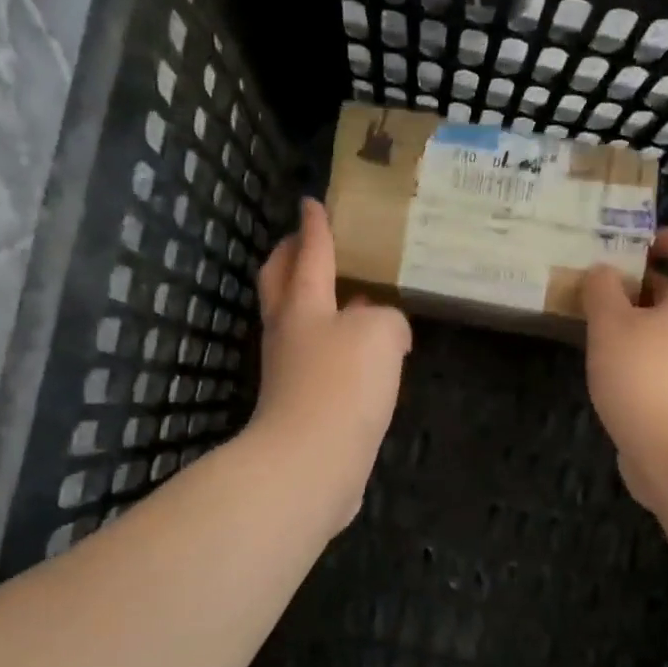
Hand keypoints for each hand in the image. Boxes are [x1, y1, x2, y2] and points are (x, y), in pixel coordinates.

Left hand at [249, 198, 411, 529]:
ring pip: (296, 320)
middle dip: (290, 255)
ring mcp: (289, 370)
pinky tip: (357, 353)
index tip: (311, 202)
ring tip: (344, 294)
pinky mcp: (300, 404)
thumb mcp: (379, 334)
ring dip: (311, 300)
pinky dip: (331, 344)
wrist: (310, 463)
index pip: (310, 253)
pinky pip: (315, 359)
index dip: (314, 226)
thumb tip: (384, 328)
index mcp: (304, 304)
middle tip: (306, 241)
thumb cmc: (341, 385)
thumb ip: (386, 319)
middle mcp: (289, 331)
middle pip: (281, 281)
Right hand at [581, 227, 667, 511]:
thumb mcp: (611, 325)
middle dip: (639, 283)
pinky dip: (631, 356)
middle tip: (598, 286)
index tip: (641, 245)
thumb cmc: (644, 376)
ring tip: (590, 327)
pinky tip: (602, 367)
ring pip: (663, 329)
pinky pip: (655, 362)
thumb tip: (602, 271)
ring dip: (630, 322)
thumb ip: (602, 292)